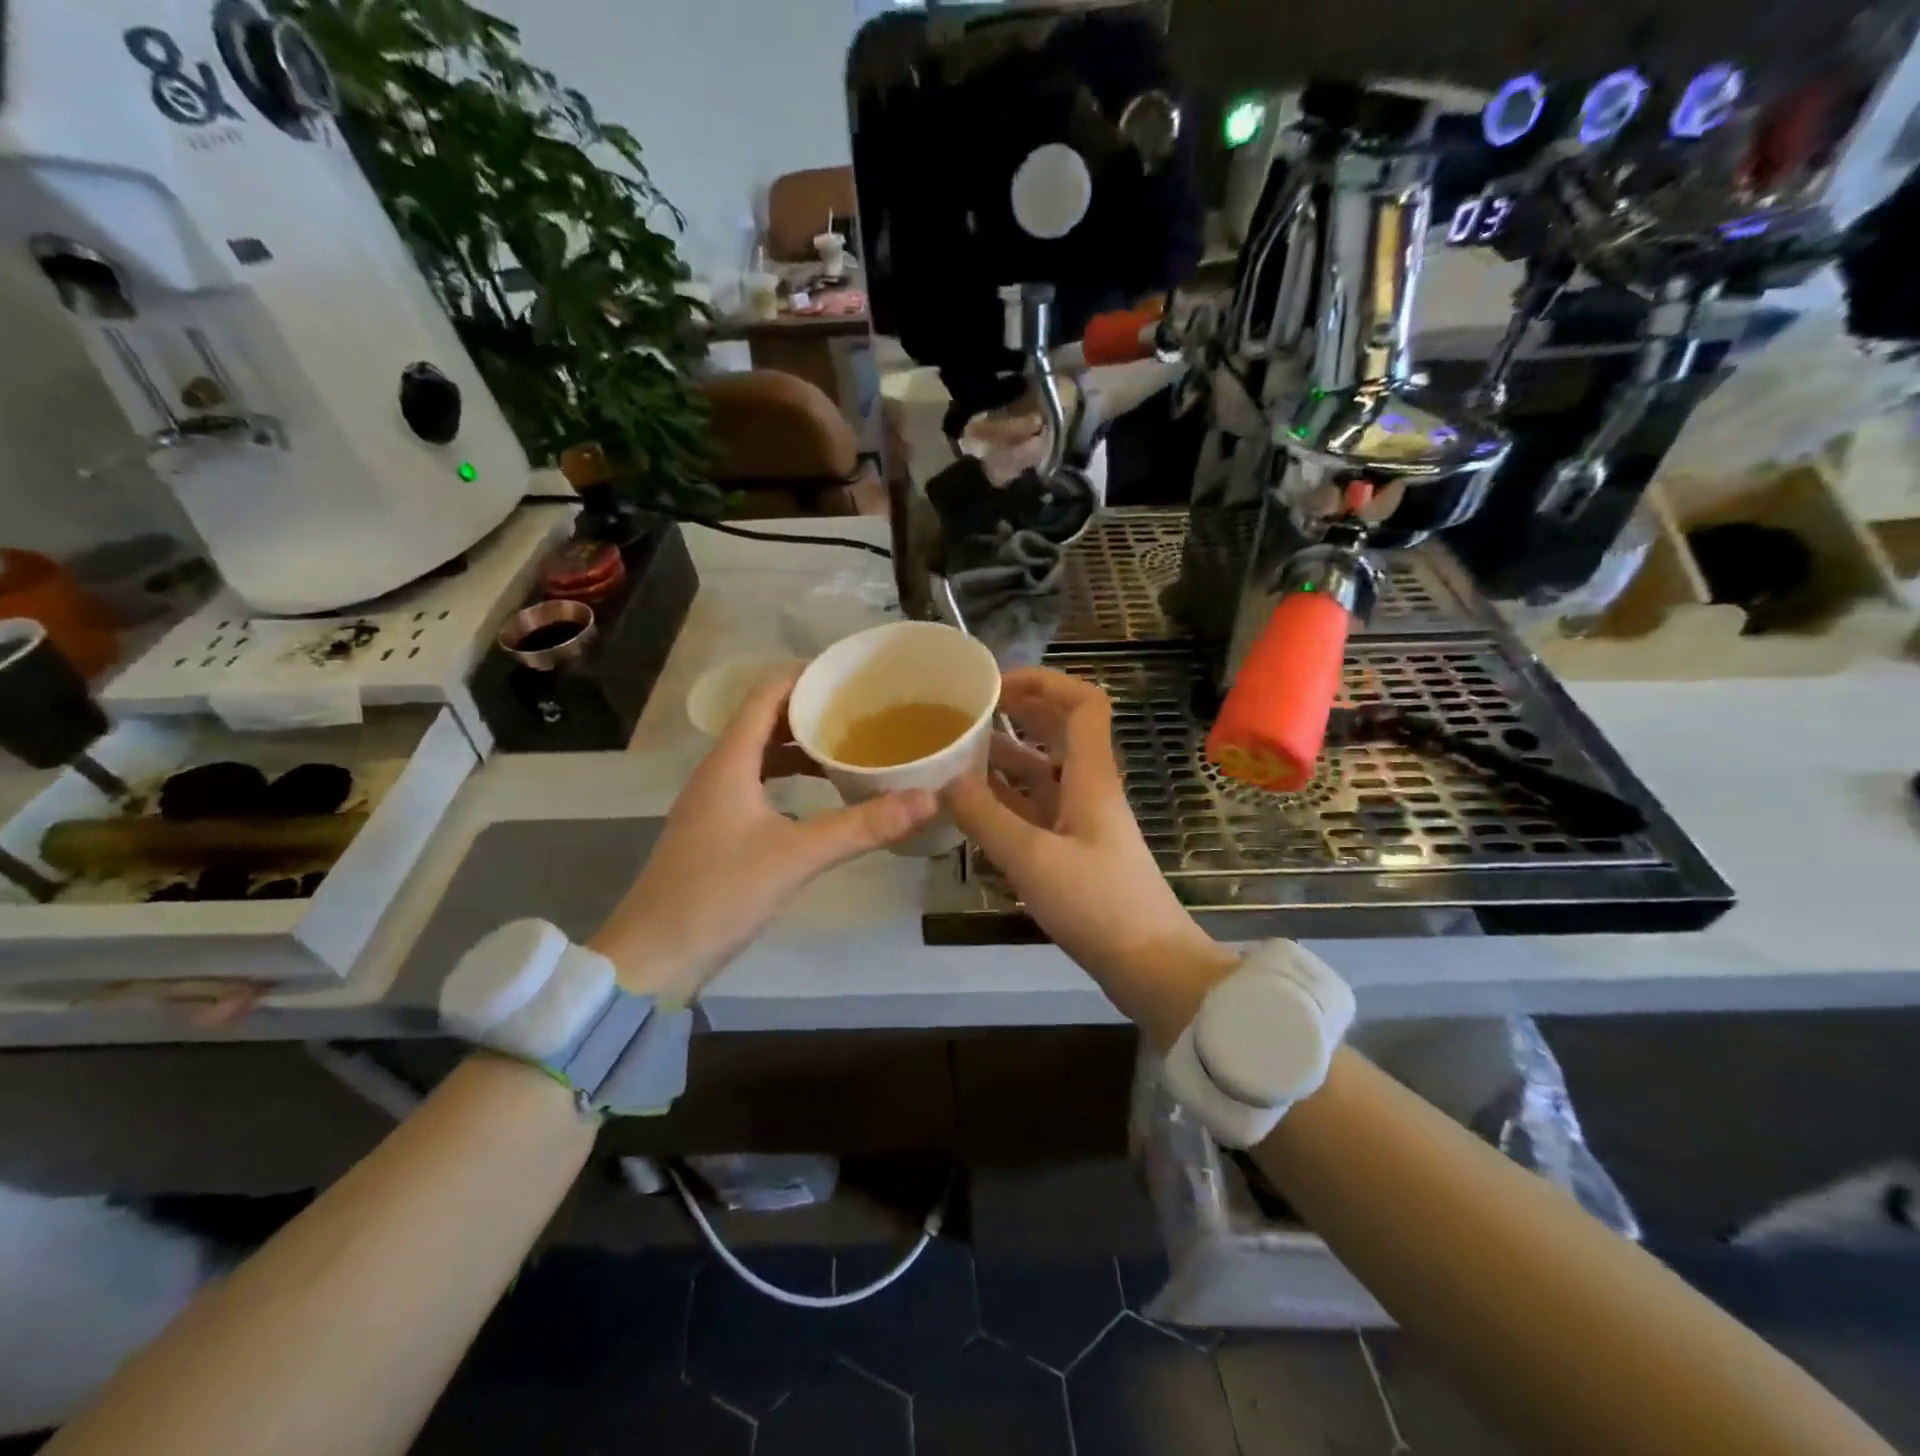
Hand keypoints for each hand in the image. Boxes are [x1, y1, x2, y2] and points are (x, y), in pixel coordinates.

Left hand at [591, 669, 938, 1001]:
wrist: (653, 957)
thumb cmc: (719, 894)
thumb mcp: (796, 856)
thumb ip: (862, 826)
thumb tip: (928, 799)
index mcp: (729, 762)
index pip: (765, 696)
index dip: (804, 677)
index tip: (851, 673)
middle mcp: (718, 772)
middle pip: (765, 722)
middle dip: (811, 711)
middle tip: (863, 710)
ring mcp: (715, 803)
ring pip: (762, 756)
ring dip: (802, 747)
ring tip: (850, 747)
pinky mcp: (718, 831)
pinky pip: (759, 785)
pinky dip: (791, 779)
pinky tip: (822, 796)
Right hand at [945, 668, 1237, 1047]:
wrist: (1149, 966)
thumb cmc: (1098, 904)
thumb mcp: (1032, 859)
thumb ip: (984, 817)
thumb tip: (944, 781)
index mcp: (1091, 776)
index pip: (1082, 703)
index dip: (1044, 682)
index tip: (996, 685)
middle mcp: (1088, 789)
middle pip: (1059, 732)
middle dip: (1017, 714)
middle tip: (968, 713)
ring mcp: (1081, 821)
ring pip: (1043, 773)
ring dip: (1006, 758)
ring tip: (958, 754)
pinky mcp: (1073, 851)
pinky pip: (1035, 810)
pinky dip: (1006, 800)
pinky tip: (971, 805)